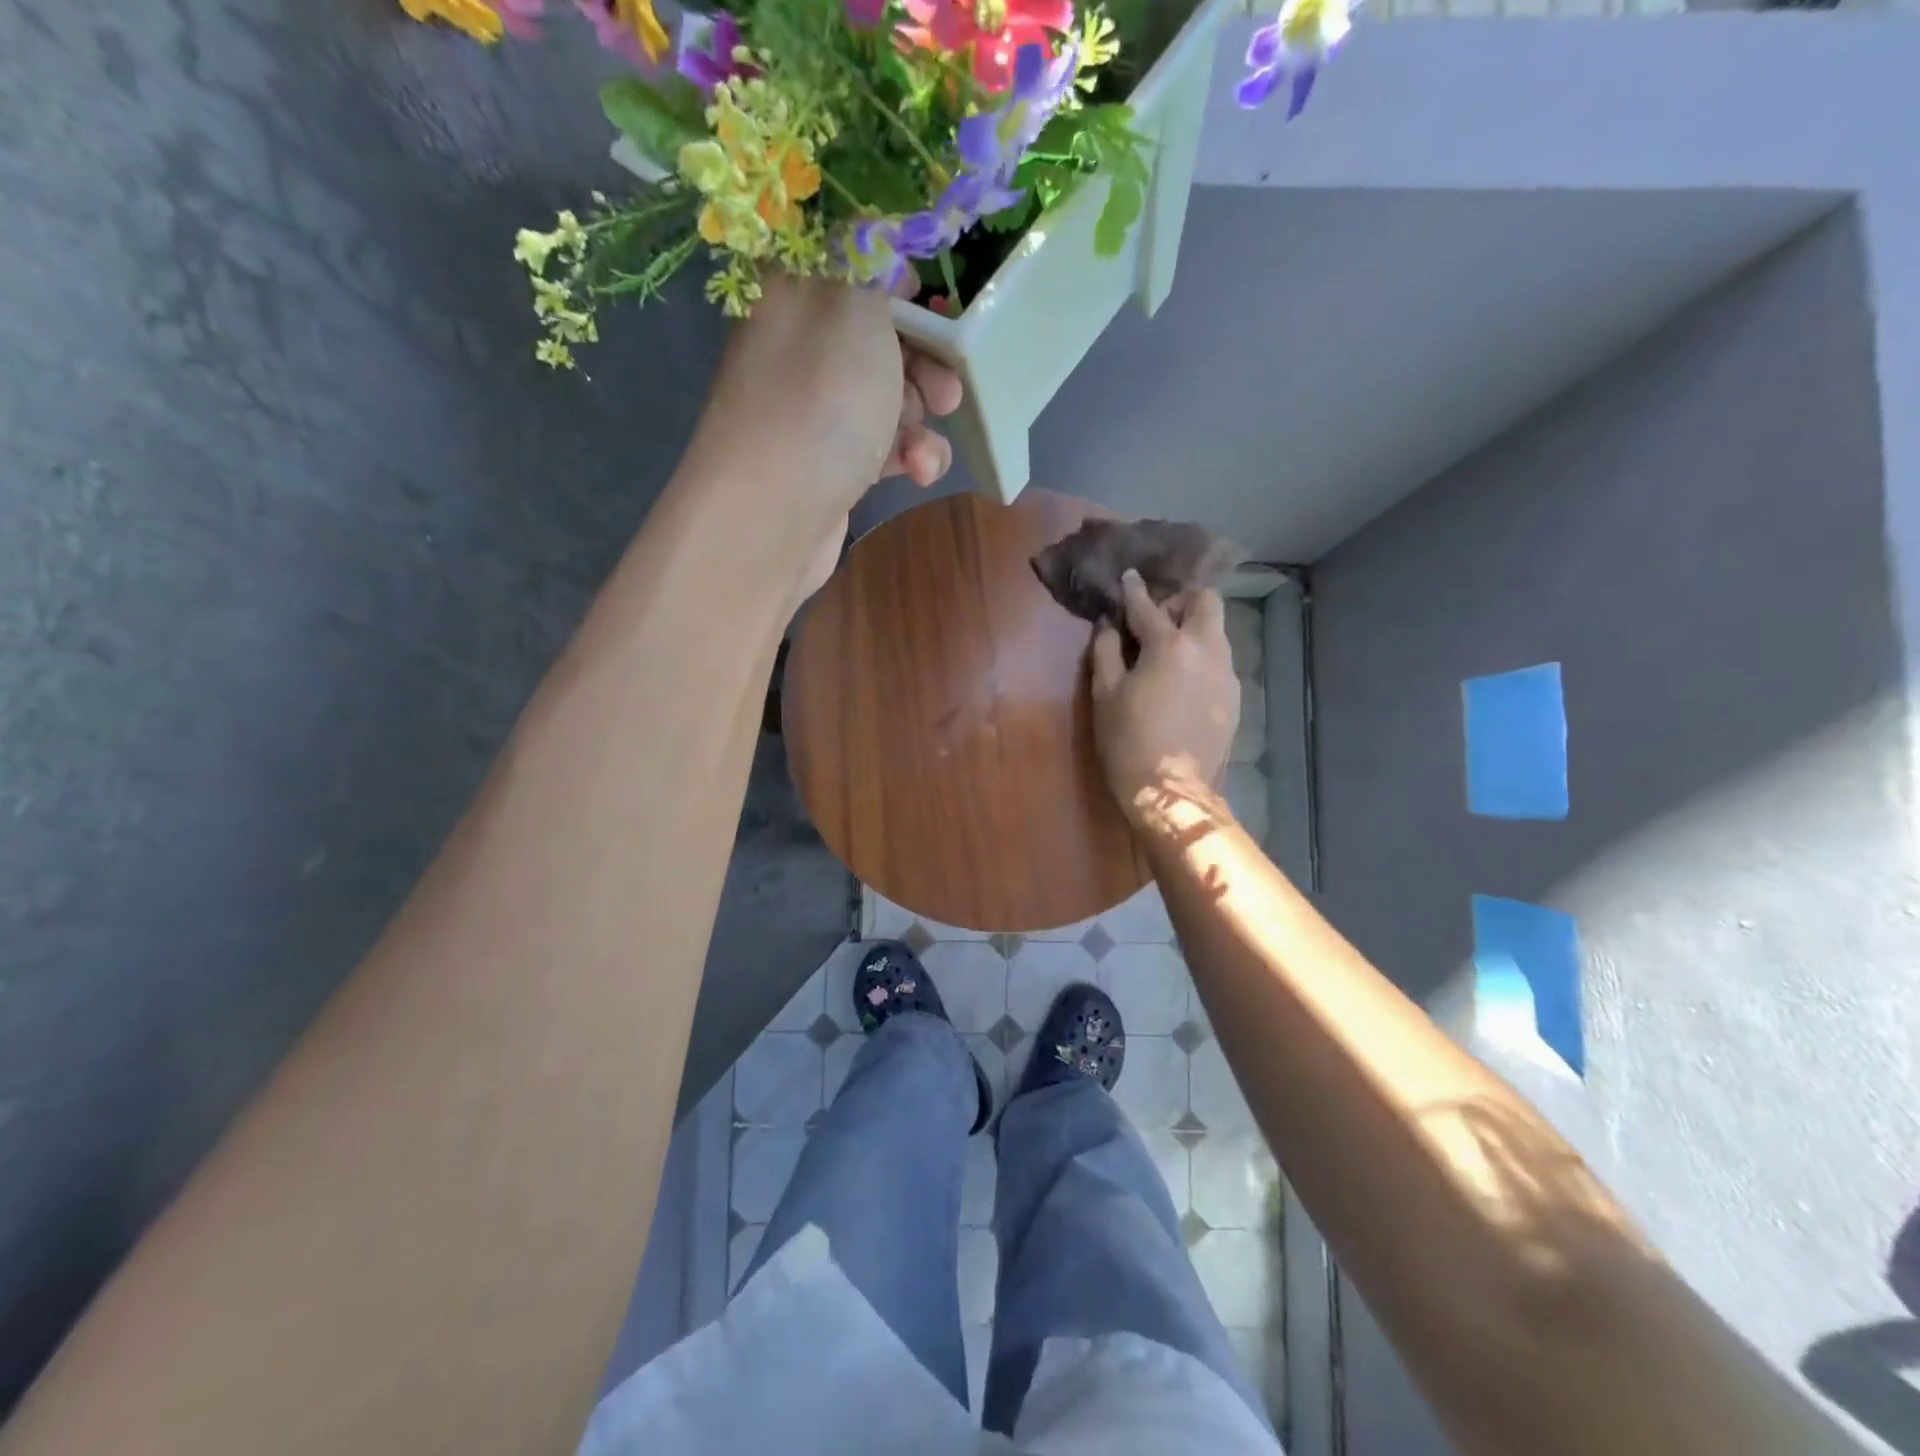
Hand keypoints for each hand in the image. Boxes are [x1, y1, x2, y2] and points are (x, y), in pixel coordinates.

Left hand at [694, 276, 961, 606]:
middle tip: (946, 390)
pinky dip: (906, 457)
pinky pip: (881, 447)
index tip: (940, 312)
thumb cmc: (820, 400)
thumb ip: (874, 260)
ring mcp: (814, 410)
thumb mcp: (855, 305)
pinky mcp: (830, 464)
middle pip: (882, 338)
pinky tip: (917, 473)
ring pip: (888, 397)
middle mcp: (801, 346)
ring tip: (924, 447)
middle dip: (927, 364)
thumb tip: (880, 238)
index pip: (856, 265)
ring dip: (920, 420)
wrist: (773, 516)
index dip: (906, 286)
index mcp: (797, 292)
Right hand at [1090, 571, 1240, 817]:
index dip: (1135, 590)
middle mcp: (1208, 651)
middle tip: (1156, 615)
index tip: (1129, 577)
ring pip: (1217, 632)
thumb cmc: (1128, 742)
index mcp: (1171, 645)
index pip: (1149, 606)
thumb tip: (1108, 625)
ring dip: (1194, 628)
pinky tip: (1182, 678)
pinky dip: (1201, 656)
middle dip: (1181, 599)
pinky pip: (1220, 661)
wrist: (1173, 793)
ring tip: (1167, 647)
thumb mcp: (1105, 695)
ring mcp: (1227, 675)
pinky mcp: (1235, 699)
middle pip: (1206, 603)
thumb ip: (1106, 651)